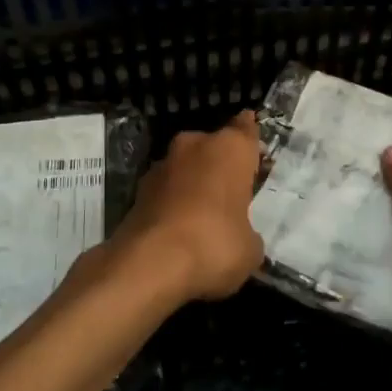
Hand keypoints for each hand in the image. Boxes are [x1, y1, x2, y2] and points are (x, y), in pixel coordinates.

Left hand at [107, 112, 265, 302]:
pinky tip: (178, 228)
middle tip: (231, 190)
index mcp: (230, 148)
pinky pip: (165, 189)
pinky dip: (172, 202)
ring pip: (185, 166)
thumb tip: (242, 236)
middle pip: (212, 146)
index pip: (245, 128)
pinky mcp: (138, 188)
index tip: (252, 145)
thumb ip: (248, 233)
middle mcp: (195, 145)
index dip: (249, 137)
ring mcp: (162, 164)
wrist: (149, 262)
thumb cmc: (215, 244)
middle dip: (219, 164)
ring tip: (203, 213)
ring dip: (193, 182)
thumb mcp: (250, 249)